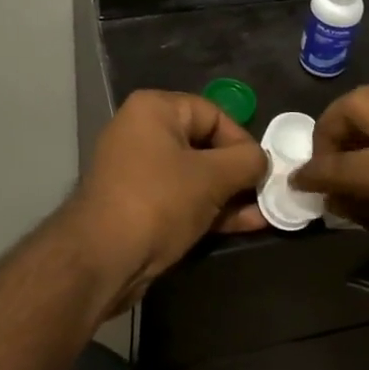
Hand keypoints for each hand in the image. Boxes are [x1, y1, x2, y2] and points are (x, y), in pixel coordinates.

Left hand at [55, 90, 268, 314]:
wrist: (102, 259)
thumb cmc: (159, 202)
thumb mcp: (212, 177)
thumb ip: (246, 162)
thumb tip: (262, 161)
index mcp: (154, 110)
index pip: (213, 114)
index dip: (242, 140)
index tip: (262, 170)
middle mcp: (142, 132)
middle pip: (205, 144)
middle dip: (238, 171)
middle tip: (266, 192)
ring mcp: (138, 171)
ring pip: (196, 176)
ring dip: (230, 194)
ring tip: (264, 212)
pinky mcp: (140, 205)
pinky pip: (183, 198)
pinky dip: (211, 209)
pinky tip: (246, 224)